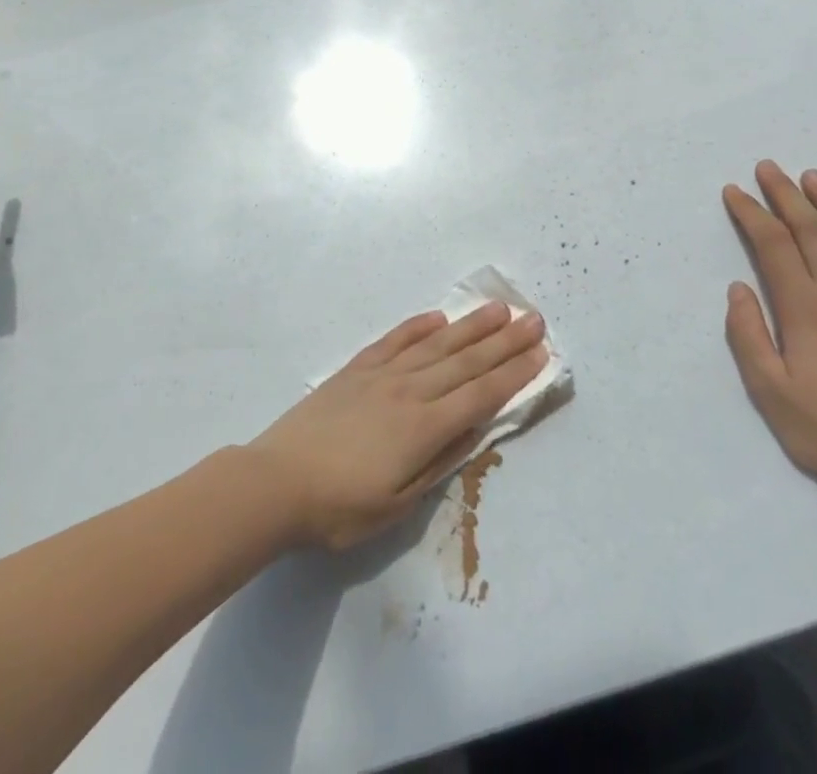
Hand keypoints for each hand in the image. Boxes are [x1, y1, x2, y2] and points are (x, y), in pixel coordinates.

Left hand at [249, 302, 549, 550]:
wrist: (276, 481)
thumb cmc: (340, 507)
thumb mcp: (398, 505)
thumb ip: (439, 463)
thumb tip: (474, 430)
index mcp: (423, 427)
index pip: (480, 394)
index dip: (514, 373)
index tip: (540, 352)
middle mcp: (409, 390)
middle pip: (466, 361)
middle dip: (504, 340)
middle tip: (534, 319)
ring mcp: (382, 374)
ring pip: (436, 344)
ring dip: (470, 326)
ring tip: (497, 309)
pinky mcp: (357, 369)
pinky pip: (395, 340)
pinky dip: (418, 326)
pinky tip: (437, 317)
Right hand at [721, 161, 816, 496]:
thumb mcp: (767, 388)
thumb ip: (748, 334)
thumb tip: (738, 288)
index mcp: (804, 308)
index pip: (773, 244)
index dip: (752, 213)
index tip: (734, 192)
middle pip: (812, 231)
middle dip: (786, 195)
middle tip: (768, 168)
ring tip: (814, 178)